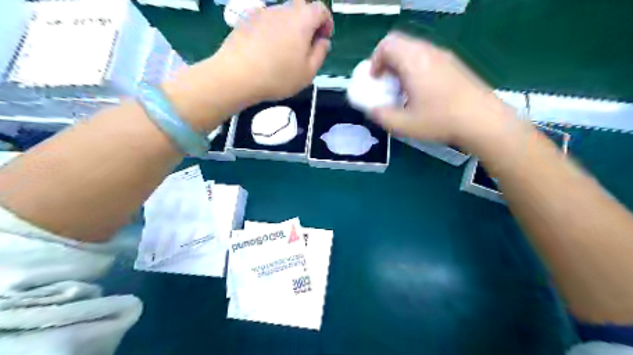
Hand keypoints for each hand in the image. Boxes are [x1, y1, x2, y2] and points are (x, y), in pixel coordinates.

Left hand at [160, 0, 332, 131]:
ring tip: (285, 51)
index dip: (327, 23)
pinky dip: (273, 31)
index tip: (324, 39)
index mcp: (302, 19)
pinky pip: (267, 21)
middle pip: (302, 8)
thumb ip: (320, 53)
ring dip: (290, 28)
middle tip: (306, 45)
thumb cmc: (278, 76)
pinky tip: (267, 50)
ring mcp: (263, 12)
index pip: (321, 9)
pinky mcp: (247, 19)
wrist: (237, 75)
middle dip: (309, 24)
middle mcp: (283, 9)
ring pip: (283, 15)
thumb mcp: (308, 72)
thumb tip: (322, 41)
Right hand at [369, 31, 510, 145]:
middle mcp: (429, 52)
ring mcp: (444, 56)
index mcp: (414, 61)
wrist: (483, 120)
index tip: (375, 81)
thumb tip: (372, 109)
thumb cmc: (440, 120)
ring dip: (402, 66)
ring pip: (415, 50)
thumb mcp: (403, 124)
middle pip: (400, 44)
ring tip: (403, 90)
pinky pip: (428, 57)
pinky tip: (422, 92)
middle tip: (386, 84)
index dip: (375, 61)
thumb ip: (381, 115)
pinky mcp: (455, 64)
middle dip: (387, 62)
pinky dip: (416, 68)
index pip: (387, 45)